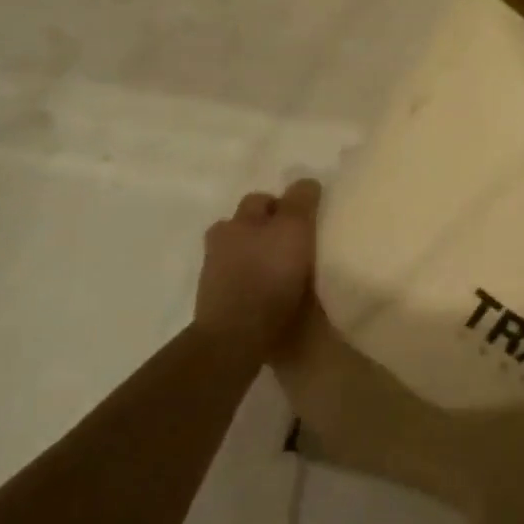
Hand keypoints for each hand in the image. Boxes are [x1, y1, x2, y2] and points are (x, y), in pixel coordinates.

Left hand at [197, 179, 319, 359]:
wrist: (236, 340)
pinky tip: (272, 296)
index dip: (286, 205)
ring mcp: (215, 276)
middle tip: (298, 245)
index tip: (308, 219)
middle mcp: (222, 242)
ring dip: (260, 259)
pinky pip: (240, 285)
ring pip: (241, 256)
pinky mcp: (218, 307)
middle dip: (268, 230)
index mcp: (238, 221)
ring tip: (285, 273)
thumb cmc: (268, 276)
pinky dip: (254, 285)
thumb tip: (307, 183)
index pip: (263, 199)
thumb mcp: (294, 228)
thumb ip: (301, 201)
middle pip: (247, 226)